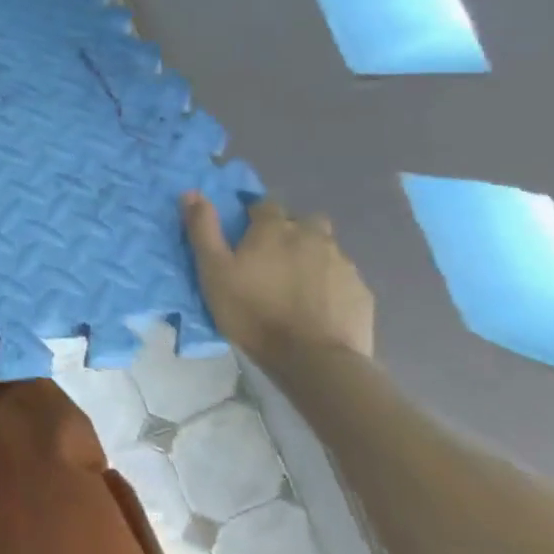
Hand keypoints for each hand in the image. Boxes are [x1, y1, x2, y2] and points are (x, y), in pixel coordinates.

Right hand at [180, 193, 375, 367]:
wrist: (314, 360)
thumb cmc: (253, 311)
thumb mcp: (214, 270)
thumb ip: (203, 229)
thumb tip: (192, 192)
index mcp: (275, 228)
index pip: (265, 205)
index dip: (255, 216)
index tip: (246, 233)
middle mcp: (312, 237)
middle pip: (305, 221)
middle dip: (292, 231)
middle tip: (275, 256)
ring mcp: (342, 264)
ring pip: (327, 248)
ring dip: (313, 256)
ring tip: (298, 284)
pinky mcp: (362, 292)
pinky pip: (344, 278)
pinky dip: (332, 284)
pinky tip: (320, 306)